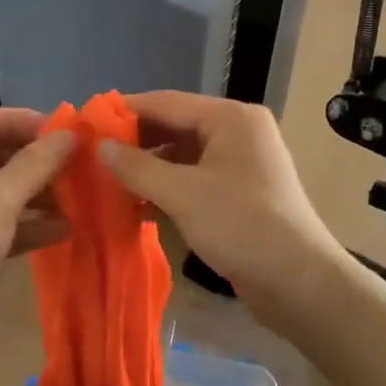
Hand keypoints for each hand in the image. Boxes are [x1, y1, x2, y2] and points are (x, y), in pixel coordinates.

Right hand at [98, 92, 346, 307]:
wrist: (299, 283)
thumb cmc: (241, 226)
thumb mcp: (182, 194)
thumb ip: (136, 167)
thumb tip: (98, 147)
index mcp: (230, 118)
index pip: (166, 102)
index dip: (125, 112)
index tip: (86, 122)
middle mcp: (237, 132)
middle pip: (174, 126)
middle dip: (135, 142)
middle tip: (91, 156)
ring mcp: (239, 163)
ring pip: (181, 155)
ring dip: (147, 168)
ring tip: (106, 181)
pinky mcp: (238, 193)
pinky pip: (193, 179)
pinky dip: (166, 188)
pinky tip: (136, 204)